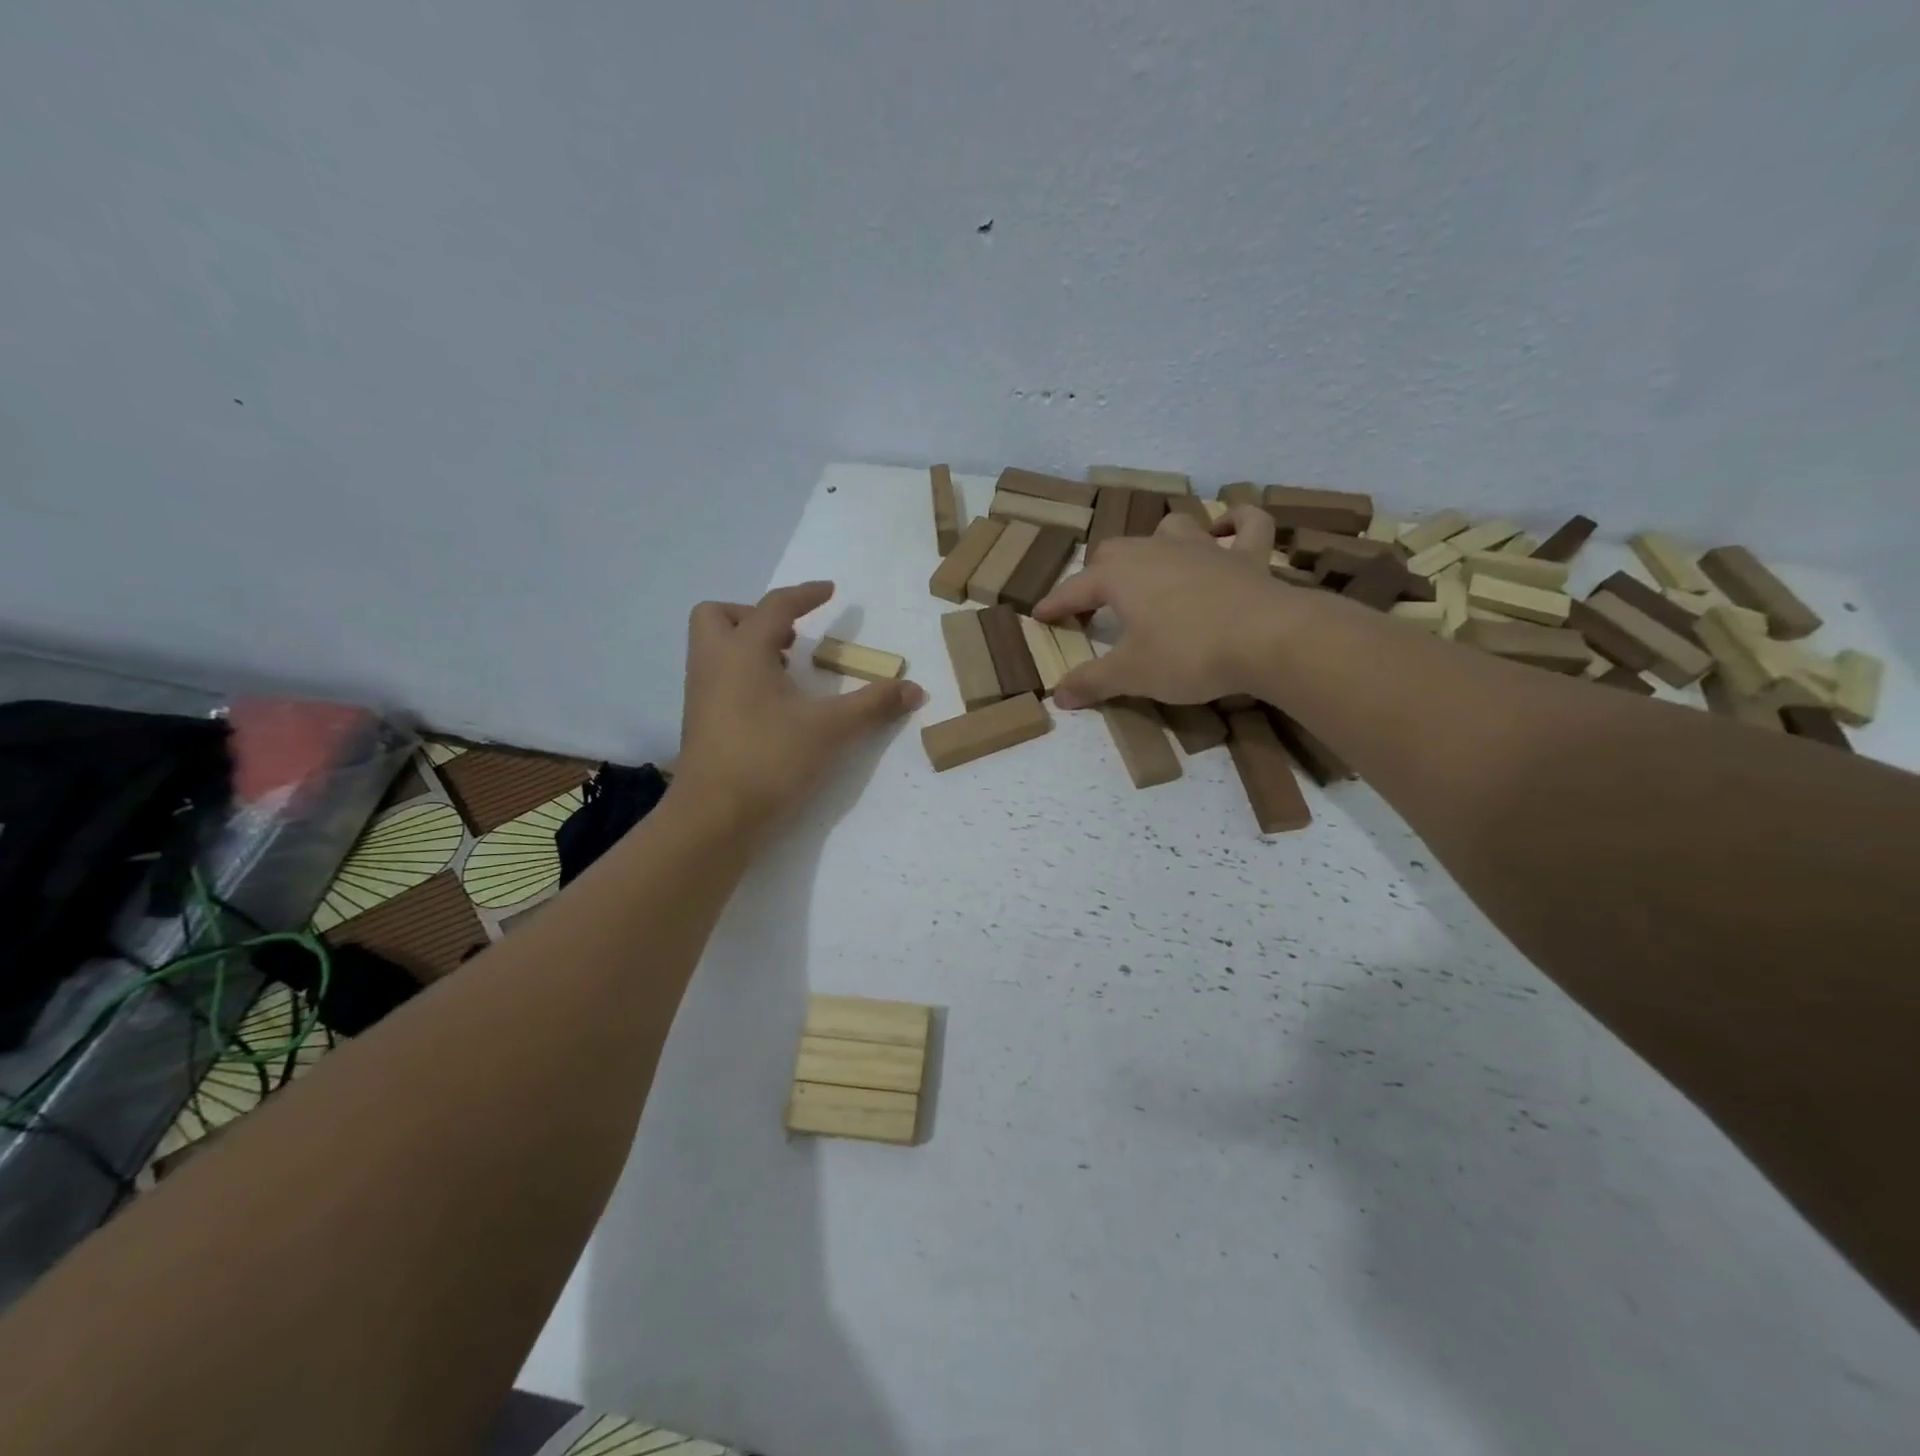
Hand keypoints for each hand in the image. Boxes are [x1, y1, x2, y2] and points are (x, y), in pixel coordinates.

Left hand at [674, 582, 924, 833]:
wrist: (713, 817)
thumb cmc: (769, 760)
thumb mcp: (831, 730)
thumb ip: (874, 705)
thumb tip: (915, 689)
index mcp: (742, 652)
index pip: (775, 607)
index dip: (805, 595)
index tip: (829, 591)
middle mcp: (714, 664)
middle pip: (719, 616)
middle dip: (754, 616)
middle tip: (791, 638)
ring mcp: (701, 695)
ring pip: (715, 648)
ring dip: (749, 646)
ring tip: (788, 669)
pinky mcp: (700, 722)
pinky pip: (718, 678)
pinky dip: (744, 674)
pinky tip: (775, 704)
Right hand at [1034, 507, 1292, 707]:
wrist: (1267, 639)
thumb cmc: (1188, 653)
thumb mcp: (1131, 675)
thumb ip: (1092, 681)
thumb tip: (1057, 695)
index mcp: (1121, 576)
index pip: (1075, 588)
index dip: (1055, 604)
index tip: (1040, 616)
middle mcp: (1156, 551)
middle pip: (1115, 551)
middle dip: (1098, 574)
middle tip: (1093, 603)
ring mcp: (1205, 547)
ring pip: (1171, 528)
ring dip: (1156, 542)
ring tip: (1153, 564)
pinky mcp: (1248, 556)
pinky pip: (1246, 525)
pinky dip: (1236, 523)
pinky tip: (1228, 529)